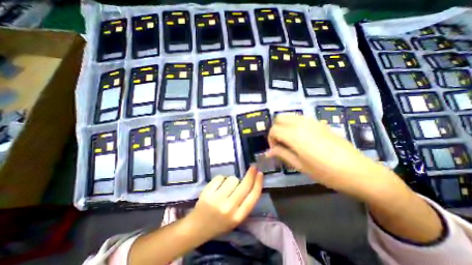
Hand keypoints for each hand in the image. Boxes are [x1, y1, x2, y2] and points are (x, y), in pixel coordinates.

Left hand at [185, 168, 264, 239]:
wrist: (198, 227)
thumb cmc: (220, 222)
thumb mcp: (236, 218)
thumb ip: (245, 202)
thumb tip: (252, 182)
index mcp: (238, 216)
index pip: (253, 197)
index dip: (258, 183)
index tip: (260, 173)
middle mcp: (229, 208)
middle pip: (244, 185)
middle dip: (250, 174)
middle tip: (253, 167)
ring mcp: (217, 199)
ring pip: (232, 179)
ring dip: (232, 180)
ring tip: (226, 187)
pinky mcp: (207, 193)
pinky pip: (220, 177)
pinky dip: (221, 179)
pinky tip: (217, 187)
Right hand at [267, 115, 403, 199]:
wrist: (357, 171)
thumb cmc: (325, 172)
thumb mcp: (299, 165)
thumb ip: (282, 154)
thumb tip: (268, 152)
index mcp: (295, 135)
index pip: (274, 129)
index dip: (270, 139)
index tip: (275, 149)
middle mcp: (301, 124)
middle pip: (279, 118)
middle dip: (275, 129)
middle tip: (280, 143)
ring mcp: (312, 121)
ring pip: (289, 116)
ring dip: (284, 126)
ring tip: (289, 140)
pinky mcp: (319, 123)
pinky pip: (300, 118)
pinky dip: (294, 124)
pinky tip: (301, 137)